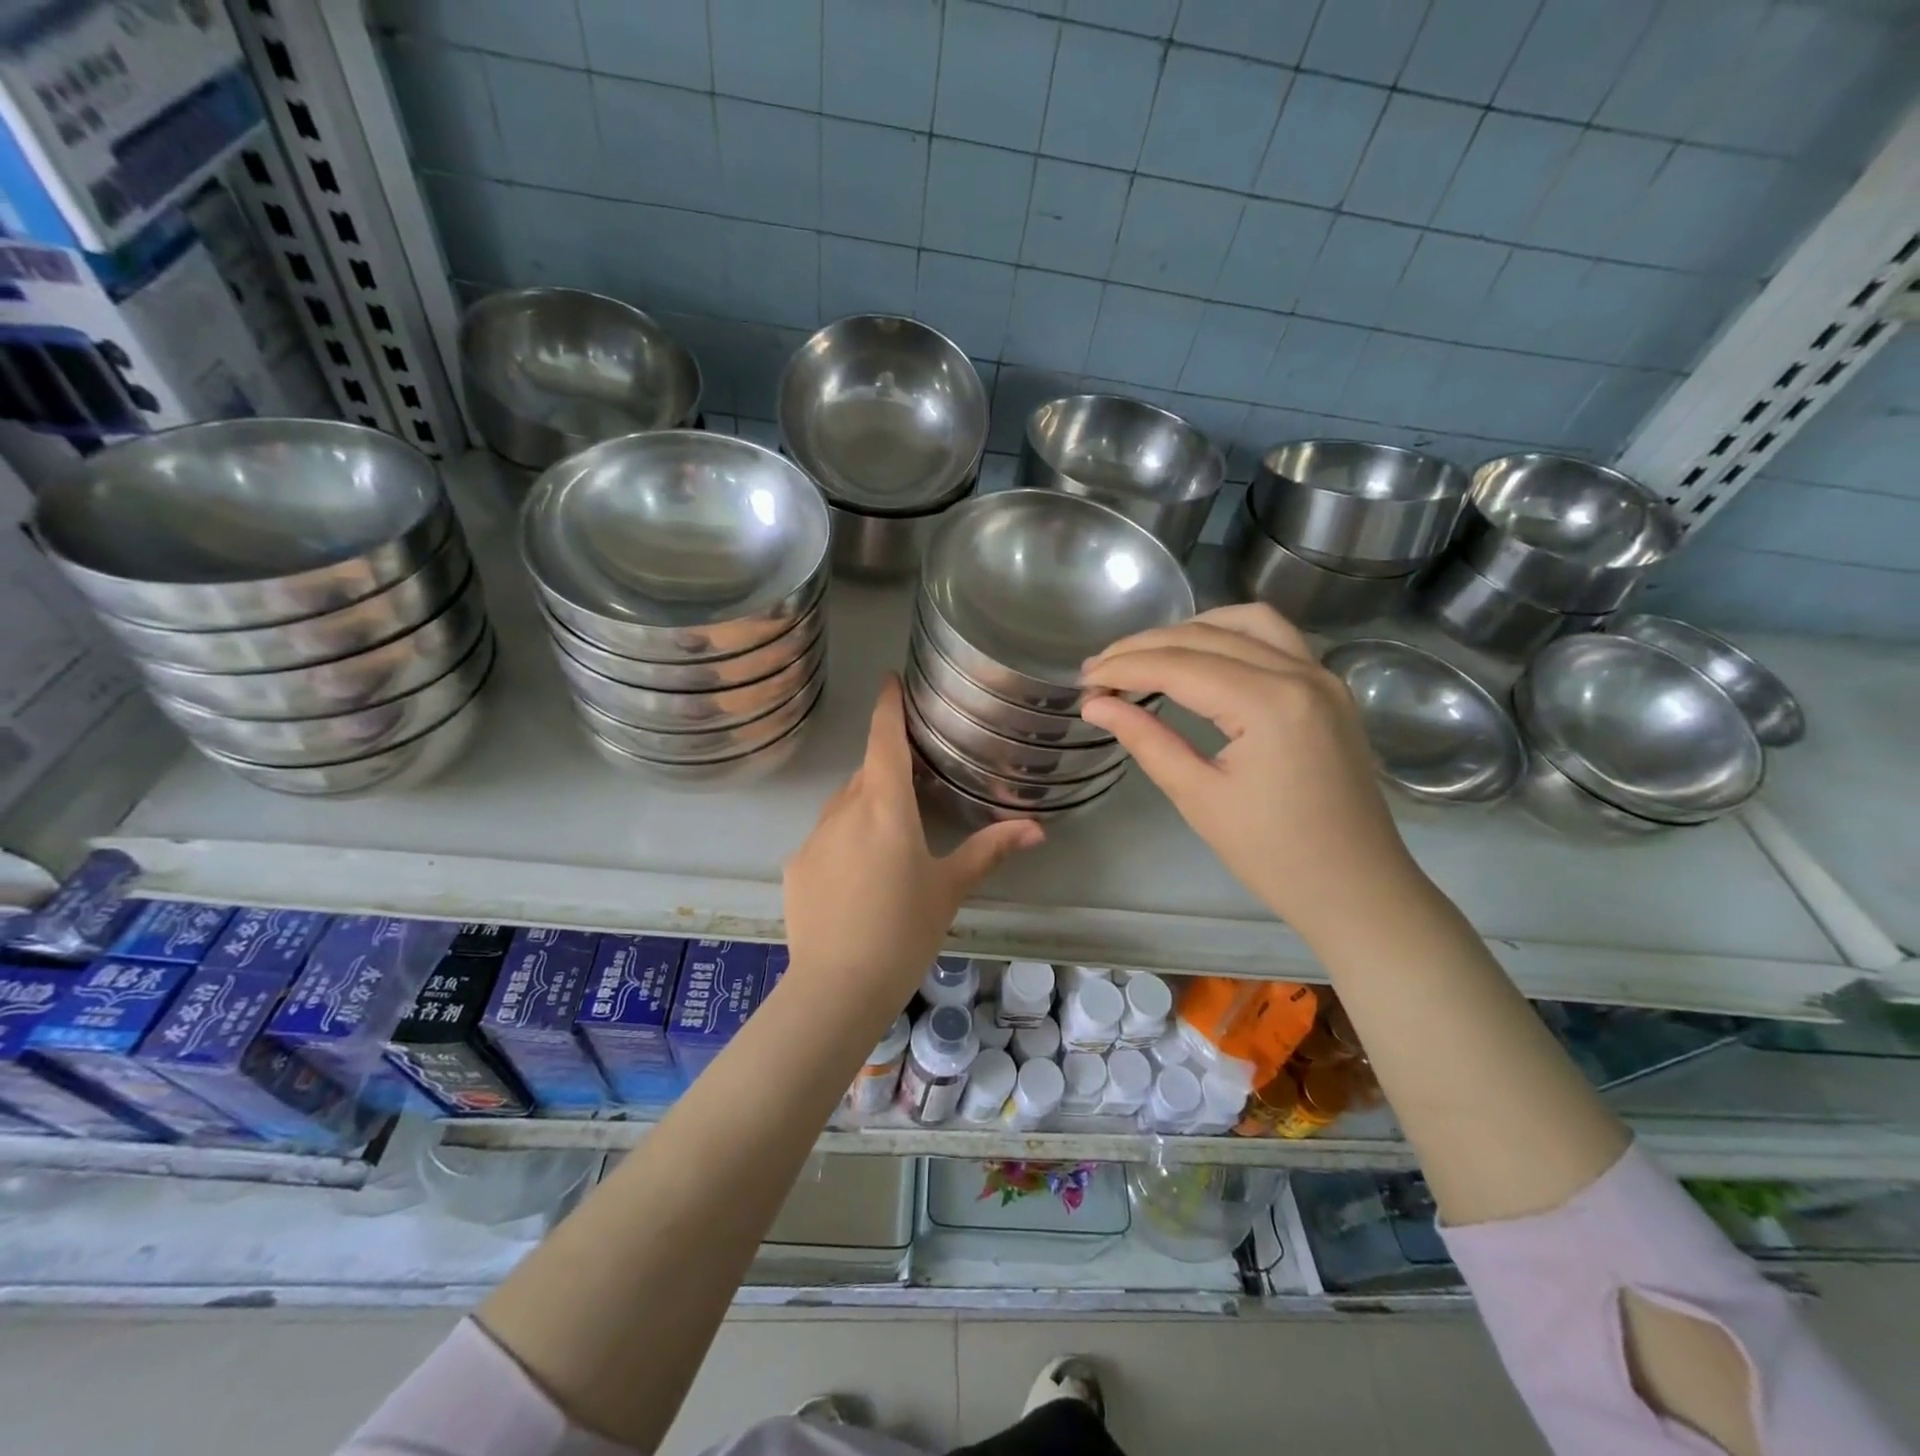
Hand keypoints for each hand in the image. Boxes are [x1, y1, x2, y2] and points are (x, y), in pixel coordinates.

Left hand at [783, 675, 1042, 1003]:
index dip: (888, 707)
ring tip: (887, 844)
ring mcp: (813, 838)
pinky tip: (856, 882)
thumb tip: (1037, 829)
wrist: (837, 987)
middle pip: (866, 775)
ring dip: (864, 810)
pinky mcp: (795, 867)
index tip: (889, 681)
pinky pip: (824, 840)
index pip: (884, 740)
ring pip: (843, 807)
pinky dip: (842, 844)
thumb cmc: (904, 930)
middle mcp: (844, 811)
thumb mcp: (950, 889)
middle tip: (912, 789)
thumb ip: (990, 851)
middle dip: (886, 771)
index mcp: (886, 806)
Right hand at [1079, 604, 1419, 942]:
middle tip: (1100, 670)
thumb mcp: (1199, 797)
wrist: (1357, 889)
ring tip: (1146, 655)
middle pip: (1207, 636)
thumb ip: (1146, 740)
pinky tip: (1201, 656)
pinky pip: (1276, 638)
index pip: (1179, 665)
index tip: (1084, 681)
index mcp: (1269, 704)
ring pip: (1246, 622)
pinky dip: (1230, 635)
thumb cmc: (1274, 855)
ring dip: (1190, 630)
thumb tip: (1096, 706)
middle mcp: (1301, 673)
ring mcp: (1322, 676)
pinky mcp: (1329, 689)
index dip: (1124, 667)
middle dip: (1146, 646)